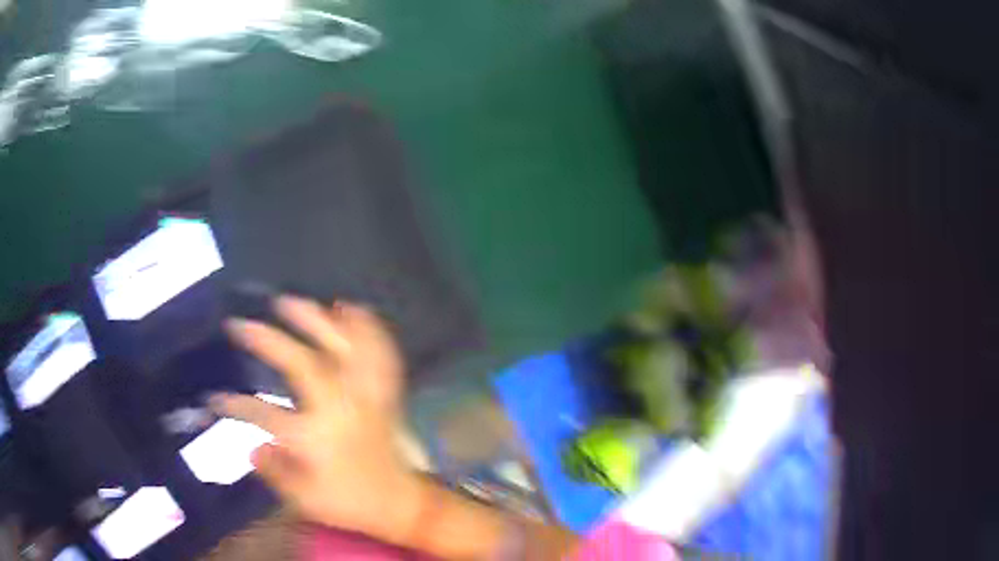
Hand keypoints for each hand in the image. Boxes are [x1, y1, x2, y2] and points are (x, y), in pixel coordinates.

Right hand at [211, 296, 421, 542]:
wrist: (401, 503)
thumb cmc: (350, 503)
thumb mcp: (305, 500)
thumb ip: (275, 471)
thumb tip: (252, 448)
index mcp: (314, 438)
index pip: (263, 414)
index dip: (235, 405)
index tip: (214, 398)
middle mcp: (339, 408)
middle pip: (302, 363)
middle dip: (268, 339)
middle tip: (240, 323)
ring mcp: (365, 396)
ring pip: (342, 348)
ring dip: (315, 320)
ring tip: (291, 300)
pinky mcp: (384, 394)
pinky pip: (379, 353)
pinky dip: (367, 328)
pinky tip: (351, 308)